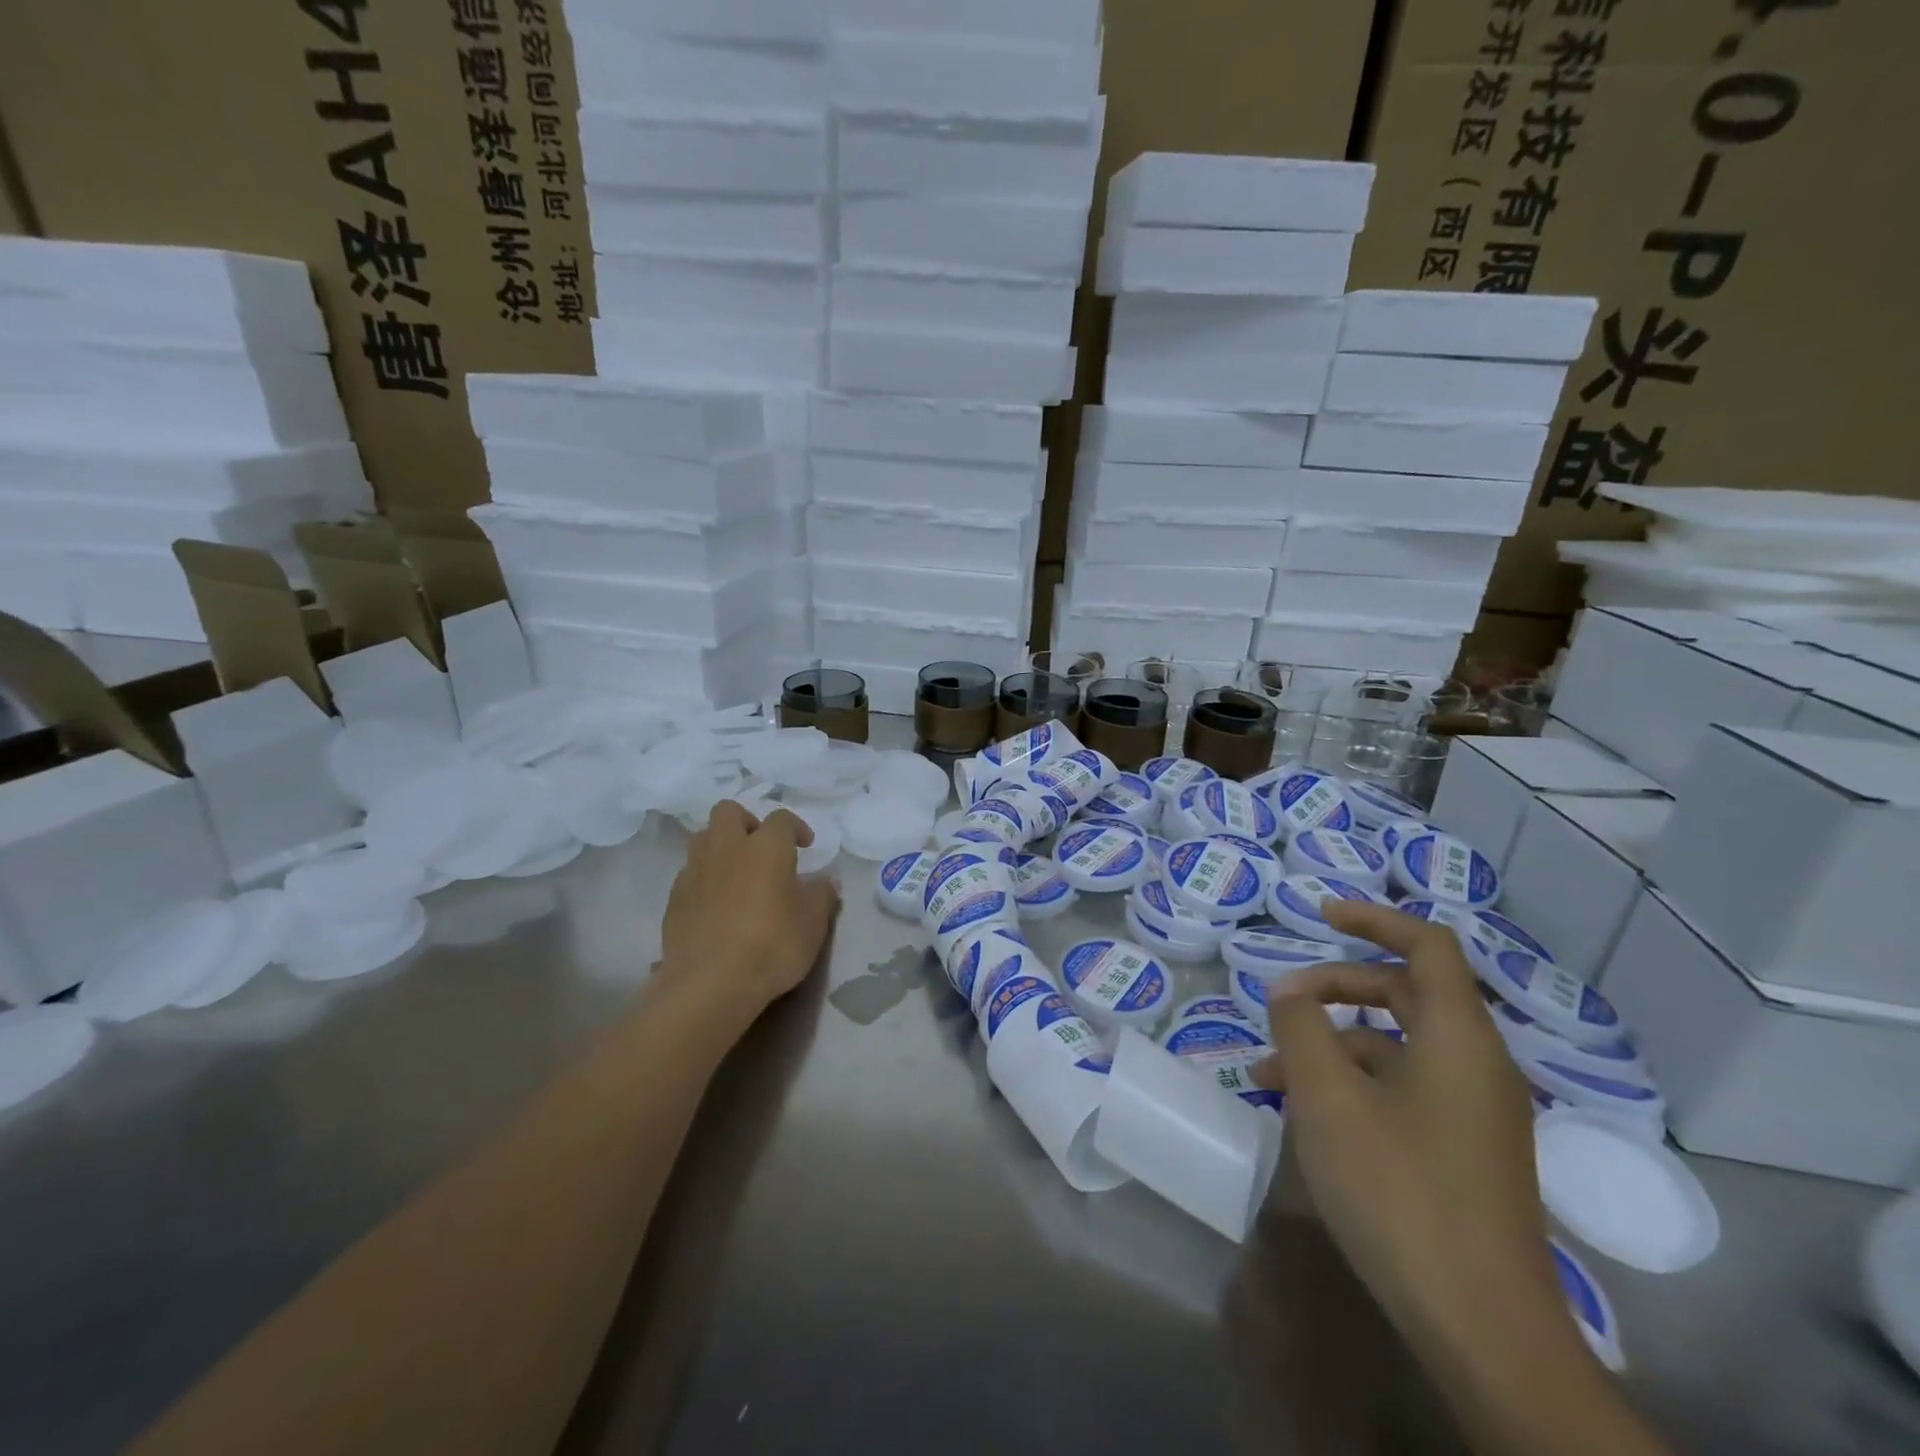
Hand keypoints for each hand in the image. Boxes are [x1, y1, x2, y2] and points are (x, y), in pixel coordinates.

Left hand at [658, 801, 839, 1027]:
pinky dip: (703, 879)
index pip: (781, 819)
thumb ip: (822, 895)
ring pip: (702, 838)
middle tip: (761, 848)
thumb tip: (825, 880)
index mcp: (766, 846)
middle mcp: (727, 848)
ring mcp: (695, 871)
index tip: (805, 845)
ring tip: (736, 872)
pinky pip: (689, 873)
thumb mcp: (814, 923)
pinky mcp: (674, 899)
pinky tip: (715, 904)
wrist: (710, 983)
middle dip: (746, 821)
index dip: (795, 827)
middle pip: (728, 811)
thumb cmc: (773, 944)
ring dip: (720, 846)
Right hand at [1253, 901, 1563, 1360]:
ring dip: (1333, 1043)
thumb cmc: (1399, 1189)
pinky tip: (1305, 1114)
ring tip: (1269, 1072)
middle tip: (1282, 1001)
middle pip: (1406, 991)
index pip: (1427, 945)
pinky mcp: (1463, 1149)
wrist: (1483, 1328)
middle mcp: (1476, 1063)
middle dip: (1337, 985)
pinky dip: (1354, 1082)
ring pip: (1397, 1045)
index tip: (1320, 914)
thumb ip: (1300, 1025)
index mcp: (1458, 1036)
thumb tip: (1288, 989)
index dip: (1374, 918)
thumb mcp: (1327, 1096)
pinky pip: (1404, 1088)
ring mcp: (1474, 1110)